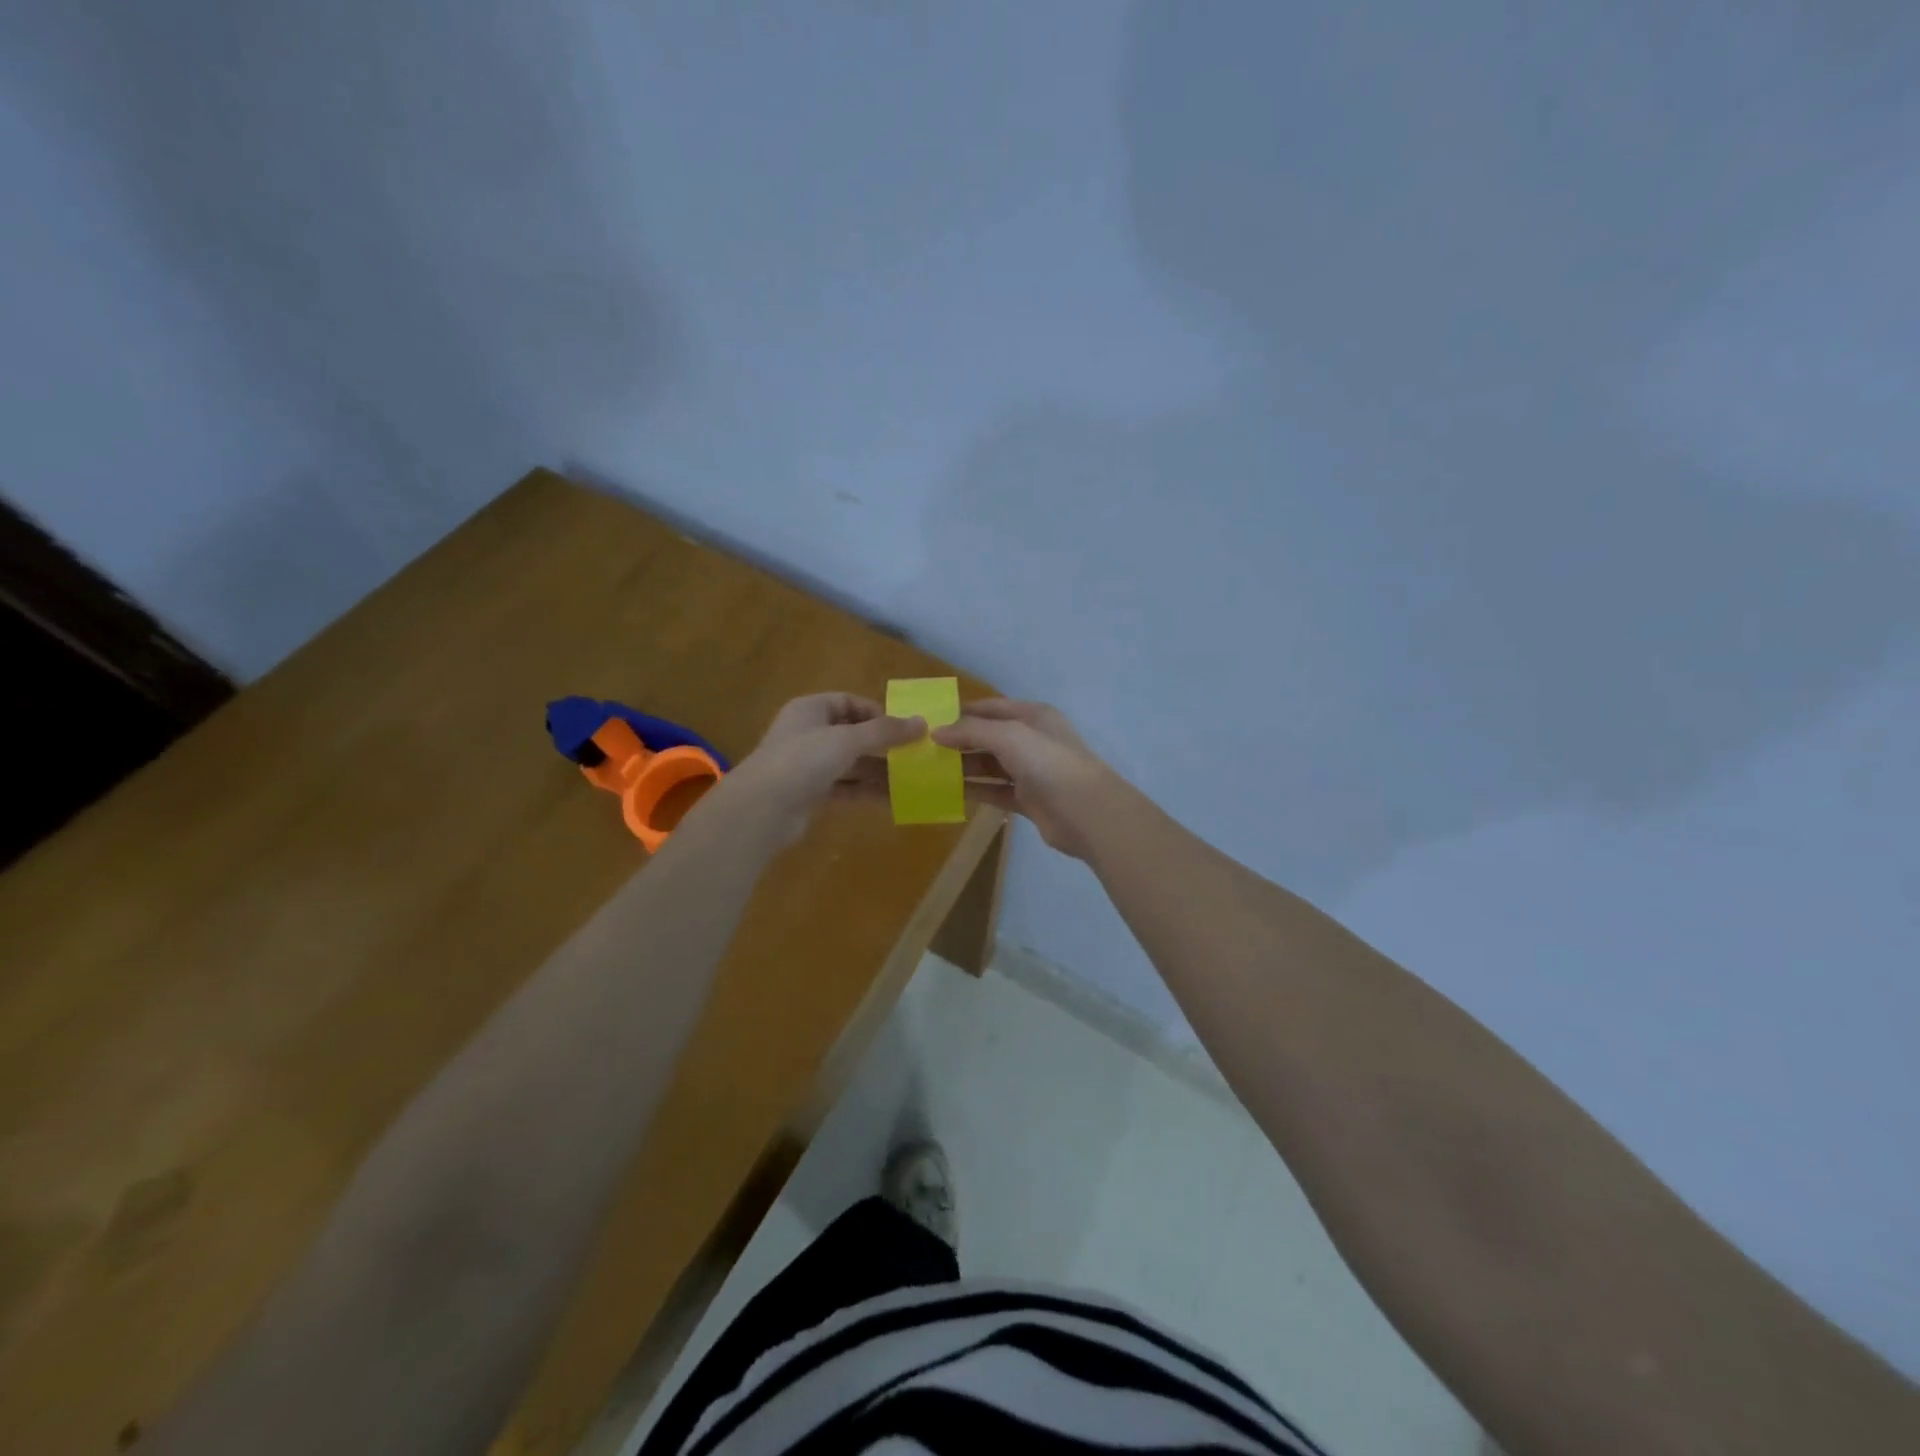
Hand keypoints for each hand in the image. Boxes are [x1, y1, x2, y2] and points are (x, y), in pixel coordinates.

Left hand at [722, 694, 924, 843]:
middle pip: (851, 734)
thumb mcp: (847, 740)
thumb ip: (885, 732)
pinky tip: (891, 800)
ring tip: (909, 780)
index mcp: (810, 709)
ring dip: (877, 771)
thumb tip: (922, 722)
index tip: (902, 727)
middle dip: (881, 745)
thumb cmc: (803, 760)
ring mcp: (807, 765)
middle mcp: (808, 733)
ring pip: (850, 763)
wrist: (762, 809)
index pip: (848, 702)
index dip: (875, 712)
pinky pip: (844, 787)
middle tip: (912, 755)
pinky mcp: (810, 793)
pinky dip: (865, 791)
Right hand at [934, 699, 1124, 860]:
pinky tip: (949, 792)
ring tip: (930, 770)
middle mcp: (1032, 740)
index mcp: (1033, 716)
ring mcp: (1031, 771)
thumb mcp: (1009, 736)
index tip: (930, 719)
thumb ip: (971, 731)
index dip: (962, 711)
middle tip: (923, 748)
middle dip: (959, 740)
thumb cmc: (1049, 763)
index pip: (991, 707)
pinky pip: (996, 791)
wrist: (1087, 812)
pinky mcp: (1028, 800)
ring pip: (990, 765)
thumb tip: (936, 731)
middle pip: (989, 736)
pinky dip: (975, 790)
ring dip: (964, 767)